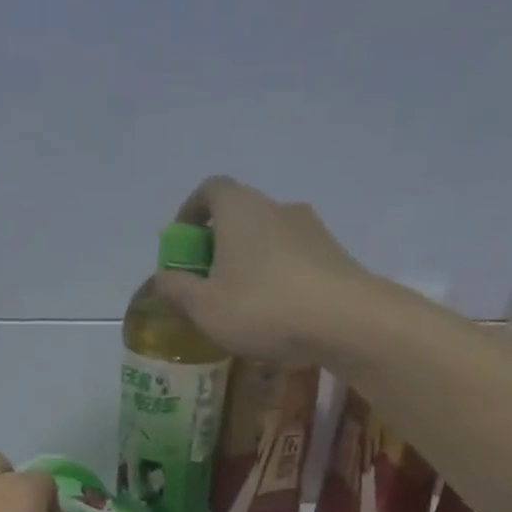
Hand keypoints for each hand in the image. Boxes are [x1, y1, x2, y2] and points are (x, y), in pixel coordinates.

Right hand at [154, 175, 375, 362]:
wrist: (350, 321)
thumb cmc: (265, 307)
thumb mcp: (205, 307)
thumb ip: (177, 290)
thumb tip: (161, 278)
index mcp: (241, 209)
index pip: (210, 189)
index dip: (190, 211)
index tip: (182, 243)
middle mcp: (278, 208)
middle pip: (240, 215)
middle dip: (218, 244)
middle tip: (206, 281)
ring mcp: (312, 230)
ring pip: (269, 239)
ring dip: (250, 262)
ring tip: (241, 304)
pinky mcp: (336, 256)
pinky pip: (295, 260)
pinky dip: (278, 278)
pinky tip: (277, 315)